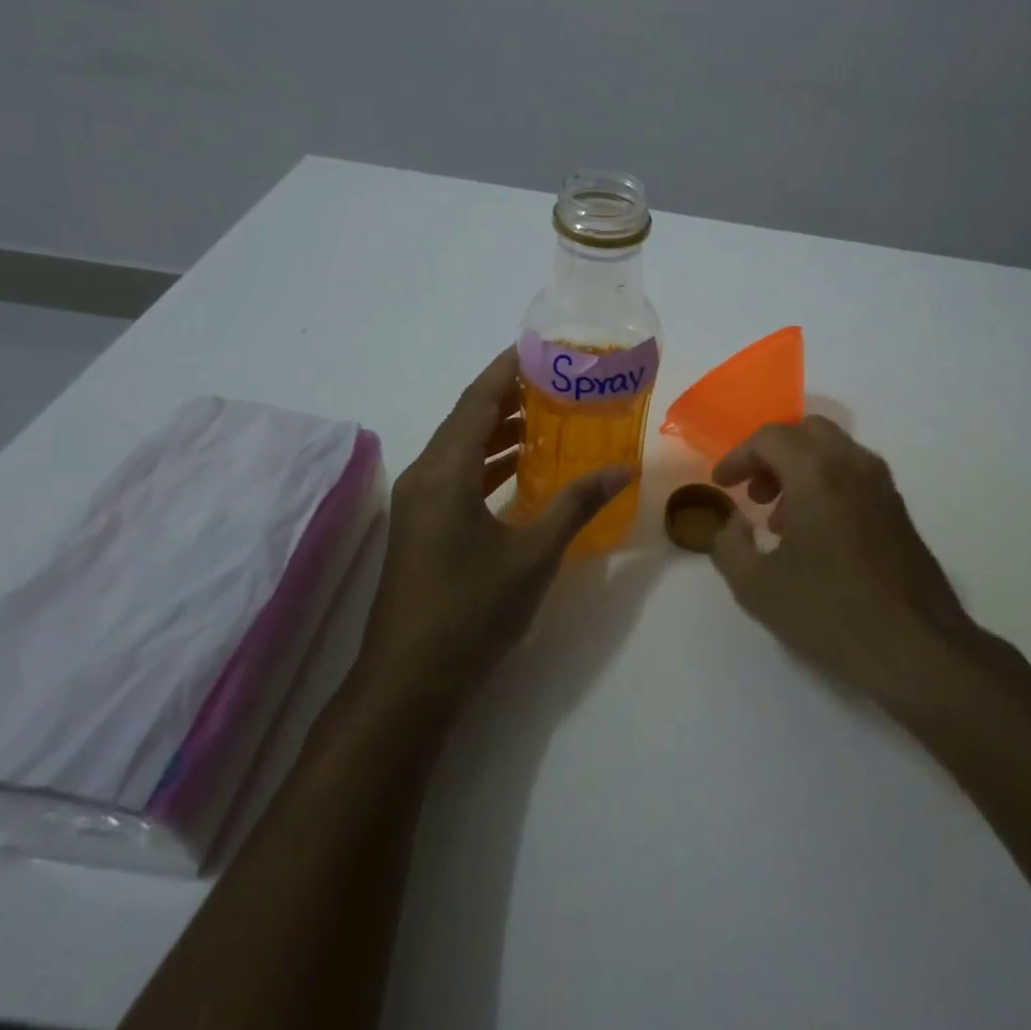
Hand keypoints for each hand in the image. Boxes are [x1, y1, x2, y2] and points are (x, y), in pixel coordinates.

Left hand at [351, 349, 629, 707]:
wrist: (409, 680)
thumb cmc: (471, 611)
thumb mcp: (533, 555)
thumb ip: (576, 505)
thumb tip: (621, 470)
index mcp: (445, 473)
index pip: (477, 401)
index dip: (507, 370)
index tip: (540, 349)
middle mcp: (425, 477)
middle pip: (467, 419)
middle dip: (510, 397)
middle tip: (557, 382)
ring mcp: (420, 504)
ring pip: (461, 449)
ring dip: (500, 431)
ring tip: (549, 417)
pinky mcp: (423, 527)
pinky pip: (458, 476)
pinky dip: (490, 463)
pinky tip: (523, 470)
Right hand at [709, 418, 976, 705]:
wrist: (916, 649)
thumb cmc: (830, 612)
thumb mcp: (756, 586)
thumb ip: (728, 545)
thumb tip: (731, 524)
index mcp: (817, 472)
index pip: (770, 438)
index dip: (739, 457)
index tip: (722, 484)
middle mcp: (854, 465)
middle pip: (806, 432)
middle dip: (772, 454)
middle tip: (753, 491)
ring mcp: (882, 486)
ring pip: (834, 452)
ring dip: (799, 470)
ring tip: (778, 521)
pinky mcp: (898, 510)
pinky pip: (854, 476)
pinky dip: (826, 485)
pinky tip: (814, 535)